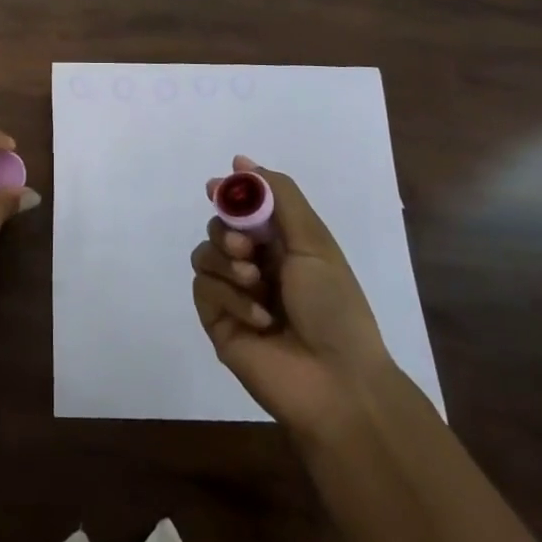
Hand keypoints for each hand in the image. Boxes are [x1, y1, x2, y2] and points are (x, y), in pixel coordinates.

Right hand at [191, 156, 395, 441]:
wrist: (337, 382)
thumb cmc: (334, 306)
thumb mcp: (314, 242)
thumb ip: (279, 197)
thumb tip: (241, 160)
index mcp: (282, 246)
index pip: (243, 207)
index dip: (229, 193)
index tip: (216, 186)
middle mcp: (255, 266)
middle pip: (217, 227)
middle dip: (227, 229)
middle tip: (246, 246)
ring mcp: (234, 295)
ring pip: (204, 255)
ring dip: (227, 263)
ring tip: (255, 284)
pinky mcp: (218, 322)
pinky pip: (204, 290)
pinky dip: (230, 297)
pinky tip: (259, 319)